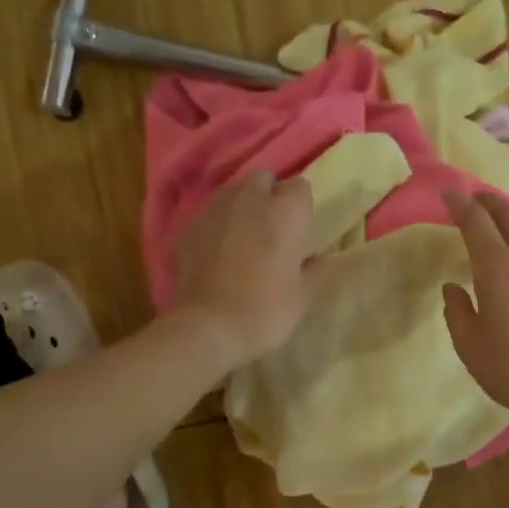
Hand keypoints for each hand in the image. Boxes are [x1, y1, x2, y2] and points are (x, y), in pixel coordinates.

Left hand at [171, 171, 318, 370]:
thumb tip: (320, 259)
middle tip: (272, 230)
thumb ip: (316, 272)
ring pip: (233, 193)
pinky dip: (218, 226)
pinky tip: (218, 253)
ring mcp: (214, 210)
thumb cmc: (265, 311)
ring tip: (244, 238)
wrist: (208, 328)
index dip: (300, 207)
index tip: (300, 230)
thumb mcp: (303, 298)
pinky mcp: (188, 228)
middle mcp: (249, 199)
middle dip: (269, 196)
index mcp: (284, 212)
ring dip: (242, 208)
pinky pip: (210, 216)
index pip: (300, 187)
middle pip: (263, 179)